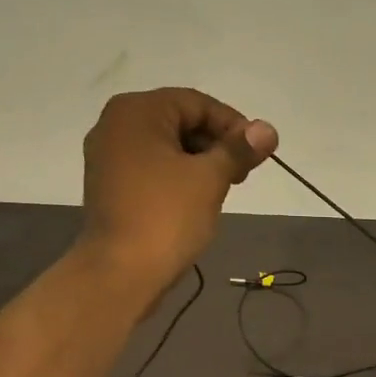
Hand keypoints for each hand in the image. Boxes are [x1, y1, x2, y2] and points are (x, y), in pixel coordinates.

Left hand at [80, 88, 277, 290]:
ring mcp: (107, 157)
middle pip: (179, 122)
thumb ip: (239, 149)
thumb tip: (268, 129)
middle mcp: (115, 125)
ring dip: (199, 162)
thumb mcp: (210, 179)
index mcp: (137, 111)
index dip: (233, 125)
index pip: (196, 103)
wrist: (121, 272)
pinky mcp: (109, 186)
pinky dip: (177, 177)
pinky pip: (151, 168)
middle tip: (243, 174)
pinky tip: (196, 200)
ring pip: (166, 147)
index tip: (257, 153)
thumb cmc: (166, 217)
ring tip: (224, 189)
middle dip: (216, 144)